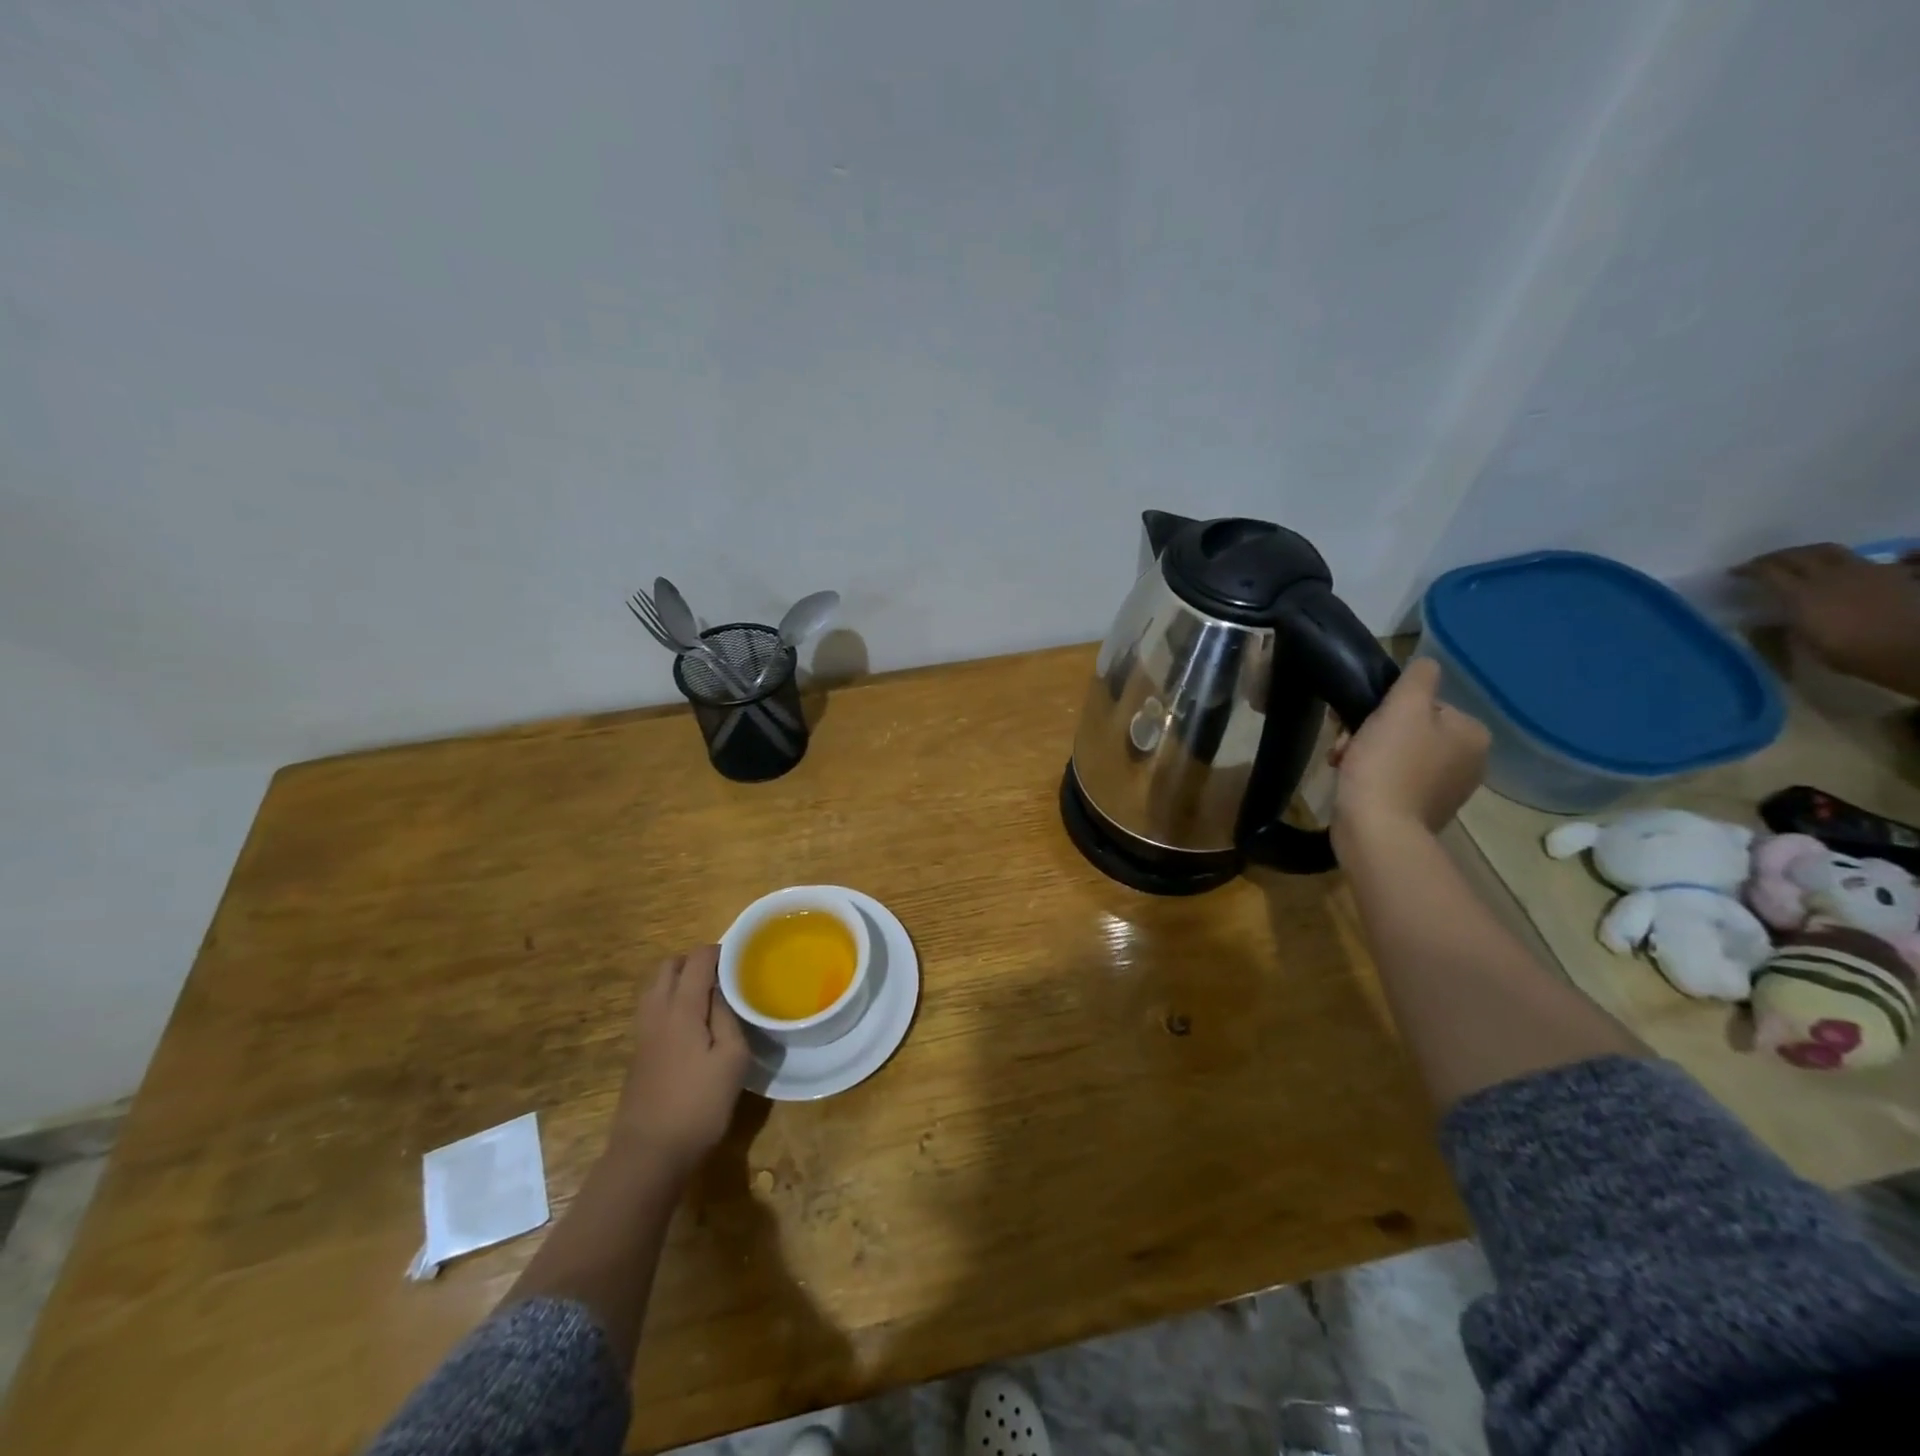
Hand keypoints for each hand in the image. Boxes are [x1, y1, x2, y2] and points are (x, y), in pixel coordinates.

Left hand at [610, 945, 749, 1174]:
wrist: (648, 1155)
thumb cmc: (698, 1104)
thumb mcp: (732, 1058)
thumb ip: (727, 1016)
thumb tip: (722, 990)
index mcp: (681, 1008)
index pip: (696, 960)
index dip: (719, 952)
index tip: (742, 959)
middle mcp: (656, 1012)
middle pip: (669, 967)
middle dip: (694, 961)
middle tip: (723, 975)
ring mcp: (642, 1034)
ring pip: (656, 988)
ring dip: (680, 981)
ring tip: (709, 997)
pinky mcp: (639, 1054)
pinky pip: (653, 1009)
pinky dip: (671, 1001)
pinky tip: (693, 1025)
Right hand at [1330, 658, 1489, 840]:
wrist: (1377, 830)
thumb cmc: (1388, 764)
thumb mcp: (1402, 708)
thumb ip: (1418, 678)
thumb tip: (1426, 664)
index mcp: (1472, 735)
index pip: (1425, 705)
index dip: (1387, 709)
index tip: (1360, 722)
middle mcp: (1469, 762)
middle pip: (1411, 730)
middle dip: (1372, 733)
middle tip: (1345, 746)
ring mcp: (1446, 790)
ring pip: (1398, 754)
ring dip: (1366, 754)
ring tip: (1342, 765)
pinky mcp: (1421, 811)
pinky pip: (1394, 781)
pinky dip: (1372, 778)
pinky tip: (1352, 783)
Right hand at [1738, 543, 1919, 696]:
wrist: (1914, 650)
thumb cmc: (1854, 653)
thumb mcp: (1808, 645)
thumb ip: (1787, 625)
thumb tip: (1767, 620)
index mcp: (1803, 595)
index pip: (1769, 572)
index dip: (1749, 569)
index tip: (1734, 572)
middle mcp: (1829, 576)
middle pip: (1797, 555)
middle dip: (1775, 557)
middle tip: (1760, 564)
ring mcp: (1863, 570)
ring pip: (1827, 550)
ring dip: (1805, 552)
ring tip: (1796, 559)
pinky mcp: (1888, 572)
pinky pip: (1856, 558)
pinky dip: (1838, 560)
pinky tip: (1835, 569)